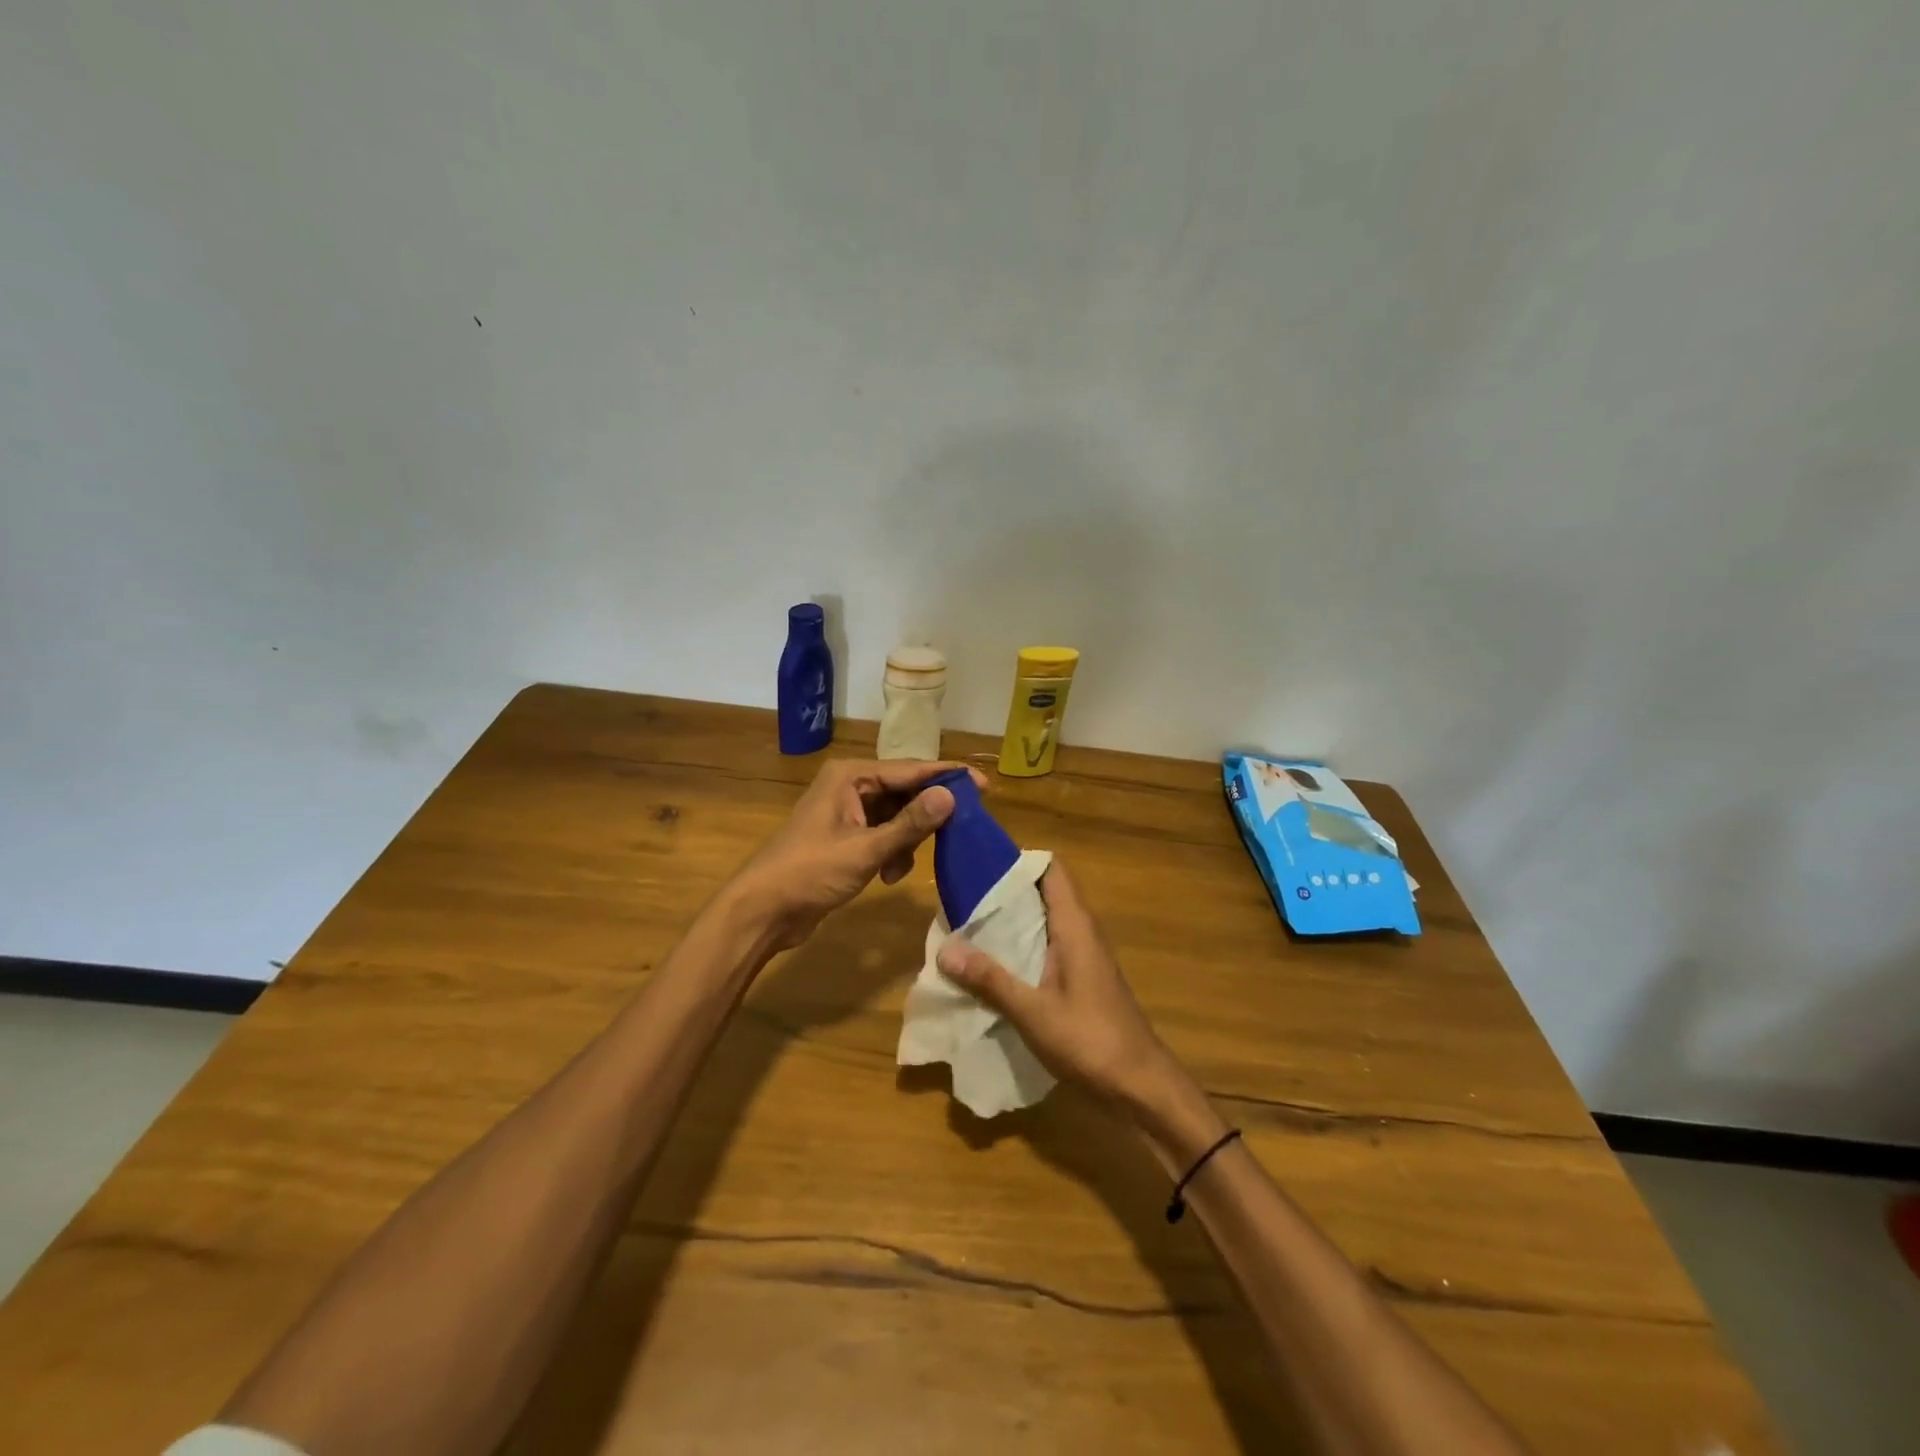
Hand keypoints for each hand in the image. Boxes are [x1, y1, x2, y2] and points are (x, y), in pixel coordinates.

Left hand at [728, 758, 985, 952]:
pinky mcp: (845, 838)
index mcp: (851, 776)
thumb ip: (910, 824)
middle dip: (927, 816)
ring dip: (908, 841)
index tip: (984, 786)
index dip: (948, 777)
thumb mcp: (865, 850)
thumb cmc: (810, 872)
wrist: (763, 910)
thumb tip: (951, 796)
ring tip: (902, 867)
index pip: (910, 769)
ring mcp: (846, 812)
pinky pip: (883, 835)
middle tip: (958, 833)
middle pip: (905, 791)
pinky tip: (888, 876)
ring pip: (896, 816)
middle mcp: (850, 786)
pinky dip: (892, 852)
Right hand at [935, 860, 1180, 1112]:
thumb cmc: (1090, 1040)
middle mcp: (1082, 930)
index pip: (1051, 869)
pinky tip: (995, 963)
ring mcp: (1085, 954)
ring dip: (1013, 920)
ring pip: (1045, 920)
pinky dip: (1023, 945)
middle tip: (963, 896)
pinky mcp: (1082, 976)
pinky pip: (1049, 944)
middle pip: (1044, 891)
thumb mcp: (1032, 1012)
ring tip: (969, 925)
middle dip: (1006, 891)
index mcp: (1075, 925)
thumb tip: (945, 948)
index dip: (1018, 860)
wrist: (1141, 1085)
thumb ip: (990, 979)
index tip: (979, 864)